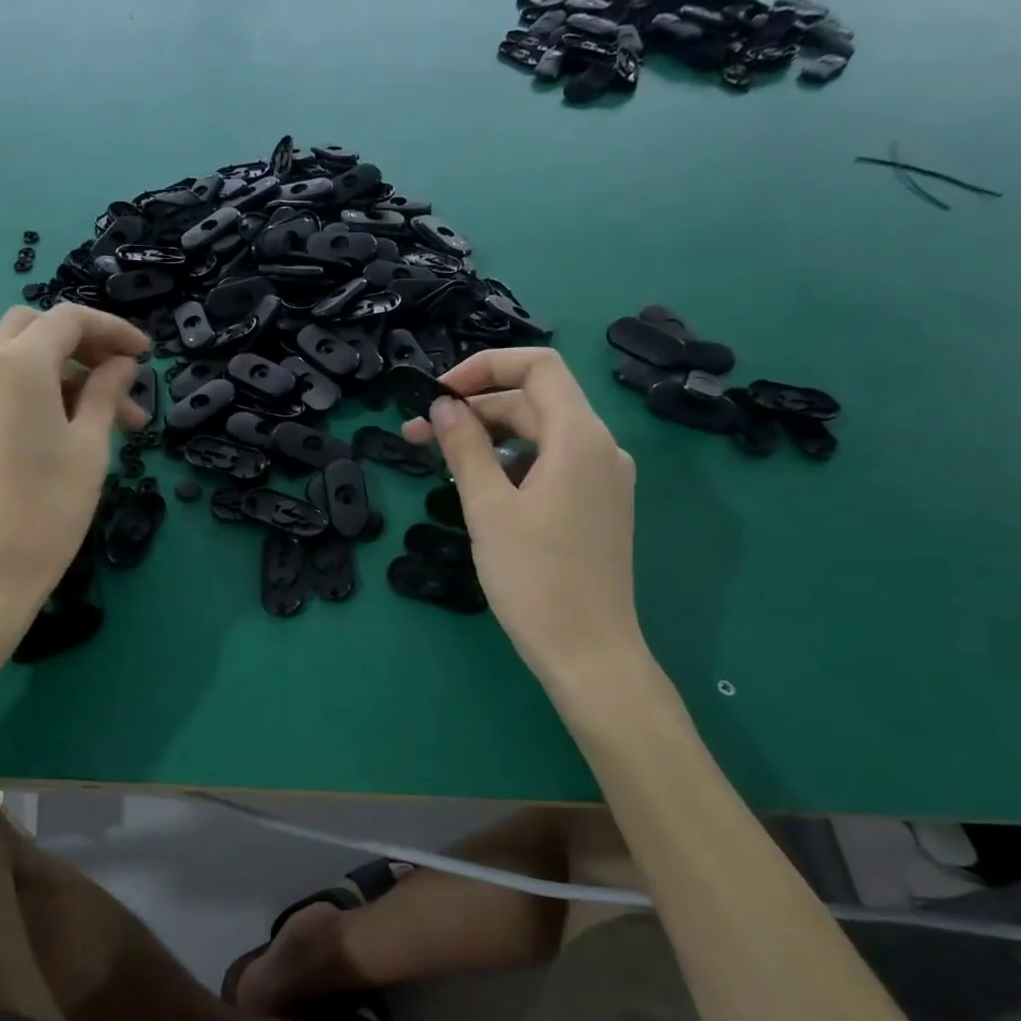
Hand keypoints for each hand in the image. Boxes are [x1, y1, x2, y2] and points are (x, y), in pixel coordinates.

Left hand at [0, 305, 148, 638]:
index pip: (69, 319)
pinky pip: (3, 381)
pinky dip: (39, 385)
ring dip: (66, 369)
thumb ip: (106, 393)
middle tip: (123, 377)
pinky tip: (72, 424)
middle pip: (38, 327)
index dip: (113, 329)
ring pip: (20, 353)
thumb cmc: (47, 510)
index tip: (147, 355)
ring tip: (111, 417)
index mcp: (18, 365)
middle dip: (85, 343)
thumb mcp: (90, 447)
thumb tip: (122, 364)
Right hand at [401, 348, 644, 682]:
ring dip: (489, 436)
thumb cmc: (535, 579)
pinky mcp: (597, 505)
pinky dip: (512, 461)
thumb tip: (443, 407)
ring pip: (541, 434)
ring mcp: (603, 478)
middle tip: (418, 434)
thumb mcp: (488, 509)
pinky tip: (480, 486)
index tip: (438, 394)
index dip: (484, 367)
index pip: (537, 366)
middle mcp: (600, 448)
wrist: (589, 653)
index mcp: (579, 438)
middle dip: (474, 408)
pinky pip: (551, 463)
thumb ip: (464, 447)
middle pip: (534, 401)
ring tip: (441, 459)